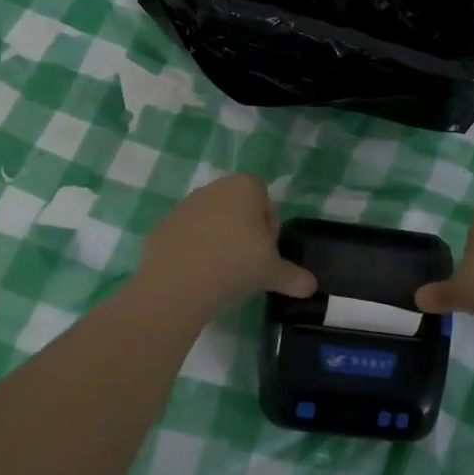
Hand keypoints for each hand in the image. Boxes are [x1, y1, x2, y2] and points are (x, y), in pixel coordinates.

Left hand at [134, 173, 316, 313]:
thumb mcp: (272, 272)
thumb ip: (293, 277)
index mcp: (244, 187)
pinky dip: (193, 252)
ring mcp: (184, 205)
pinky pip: (186, 237)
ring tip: (221, 274)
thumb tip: (311, 287)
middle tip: (247, 265)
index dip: (270, 228)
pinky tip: (196, 276)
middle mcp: (214, 188)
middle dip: (244, 233)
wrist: (178, 281)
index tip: (267, 253)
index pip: (266, 201)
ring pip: (211, 222)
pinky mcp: (162, 226)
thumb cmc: (236, 263)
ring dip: (218, 241)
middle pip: (238, 209)